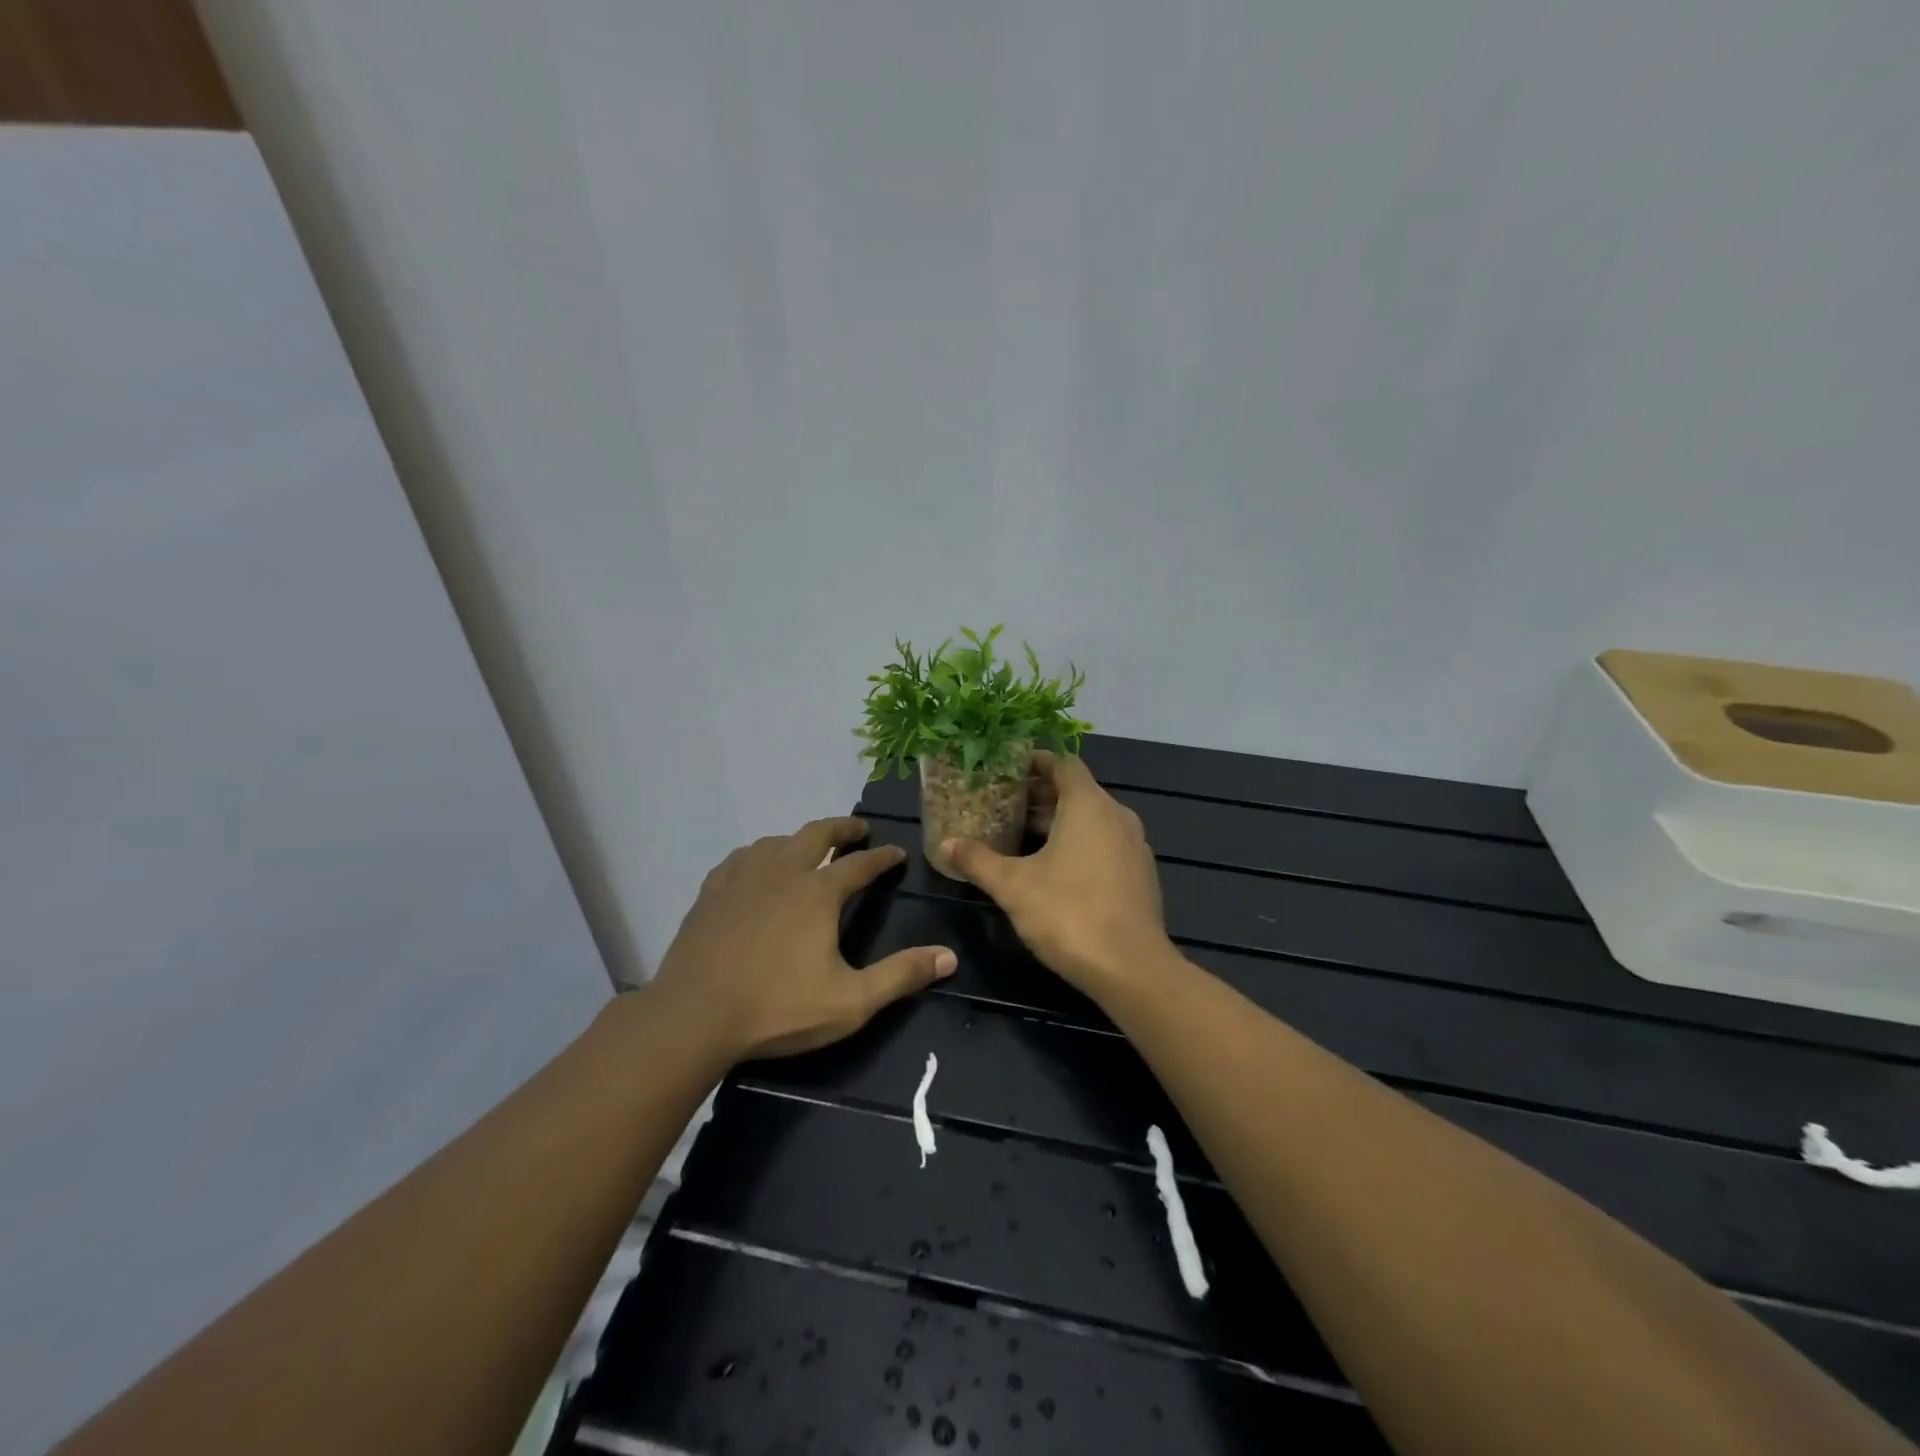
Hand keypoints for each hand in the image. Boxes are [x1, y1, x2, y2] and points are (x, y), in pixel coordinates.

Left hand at [649, 817, 956, 1060]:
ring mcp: (743, 878)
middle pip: (817, 834)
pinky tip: (755, 866)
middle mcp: (783, 872)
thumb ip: (901, 975)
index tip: (896, 853)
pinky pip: (740, 858)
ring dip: (799, 839)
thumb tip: (949, 957)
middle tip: (857, 829)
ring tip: (808, 847)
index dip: (882, 857)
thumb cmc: (778, 1008)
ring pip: (776, 841)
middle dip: (842, 828)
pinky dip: (758, 855)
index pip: (861, 864)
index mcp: (819, 893)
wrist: (694, 1016)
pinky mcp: (712, 892)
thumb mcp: (851, 1001)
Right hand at [944, 752, 1172, 993]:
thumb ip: (978, 861)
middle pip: (1077, 792)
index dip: (1036, 762)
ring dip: (1060, 821)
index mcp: (1089, 805)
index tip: (1008, 769)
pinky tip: (1055, 869)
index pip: (1064, 764)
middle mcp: (1117, 816)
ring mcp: (1134, 846)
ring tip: (1022, 836)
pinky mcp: (1141, 875)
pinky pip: (1106, 844)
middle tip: (1004, 804)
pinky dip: (1081, 843)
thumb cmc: (1068, 913)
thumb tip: (945, 845)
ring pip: (1093, 820)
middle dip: (1041, 795)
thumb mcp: (1012, 885)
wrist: (1131, 968)